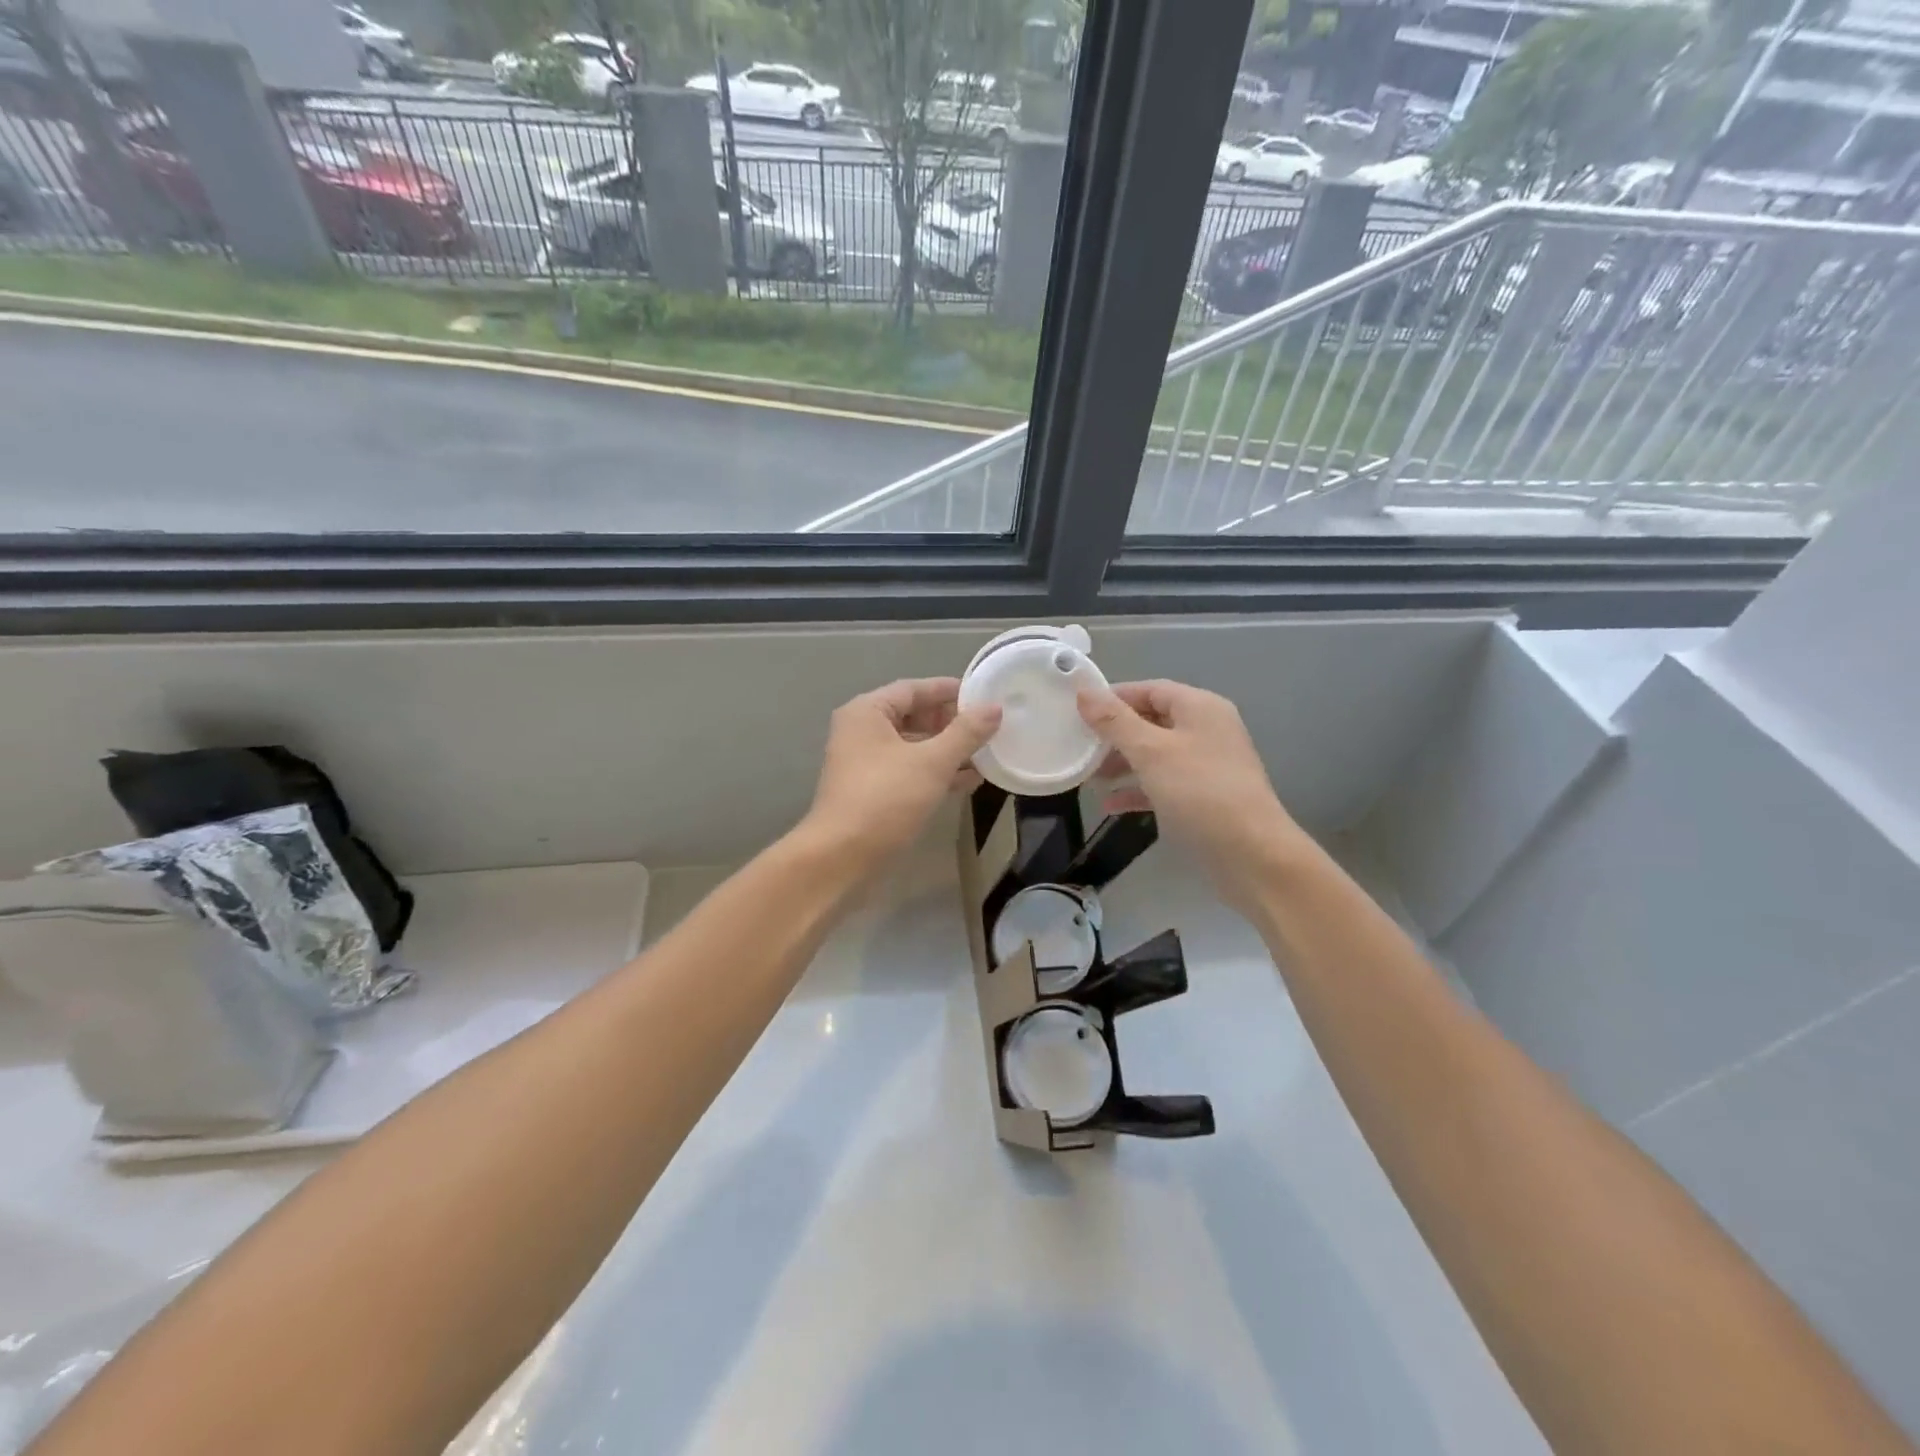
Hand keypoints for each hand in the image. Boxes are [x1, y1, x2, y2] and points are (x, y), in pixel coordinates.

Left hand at [801, 677, 1000, 873]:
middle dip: (952, 723)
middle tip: (989, 727)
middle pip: (914, 716)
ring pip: (914, 746)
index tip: (984, 695)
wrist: (842, 857)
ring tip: (987, 754)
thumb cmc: (885, 799)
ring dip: (948, 750)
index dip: (950, 691)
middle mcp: (862, 731)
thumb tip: (995, 708)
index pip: (914, 689)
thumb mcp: (932, 762)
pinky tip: (969, 781)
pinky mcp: (873, 791)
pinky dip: (936, 772)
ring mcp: (866, 763)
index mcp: (867, 712)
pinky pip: (910, 771)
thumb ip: (965, 733)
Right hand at [1077, 680, 1308, 911]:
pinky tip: (1111, 805)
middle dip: (1115, 734)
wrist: (1251, 855)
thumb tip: (1084, 692)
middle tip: (1081, 747)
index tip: (1078, 711)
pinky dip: (1138, 790)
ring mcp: (1207, 766)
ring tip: (1090, 777)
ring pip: (1156, 755)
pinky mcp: (1204, 798)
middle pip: (1152, 721)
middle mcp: (1206, 730)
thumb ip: (1115, 721)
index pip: (1150, 689)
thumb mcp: (1150, 752)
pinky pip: (1163, 784)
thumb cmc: (1199, 792)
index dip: (1114, 697)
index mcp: (1200, 708)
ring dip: (1122, 763)